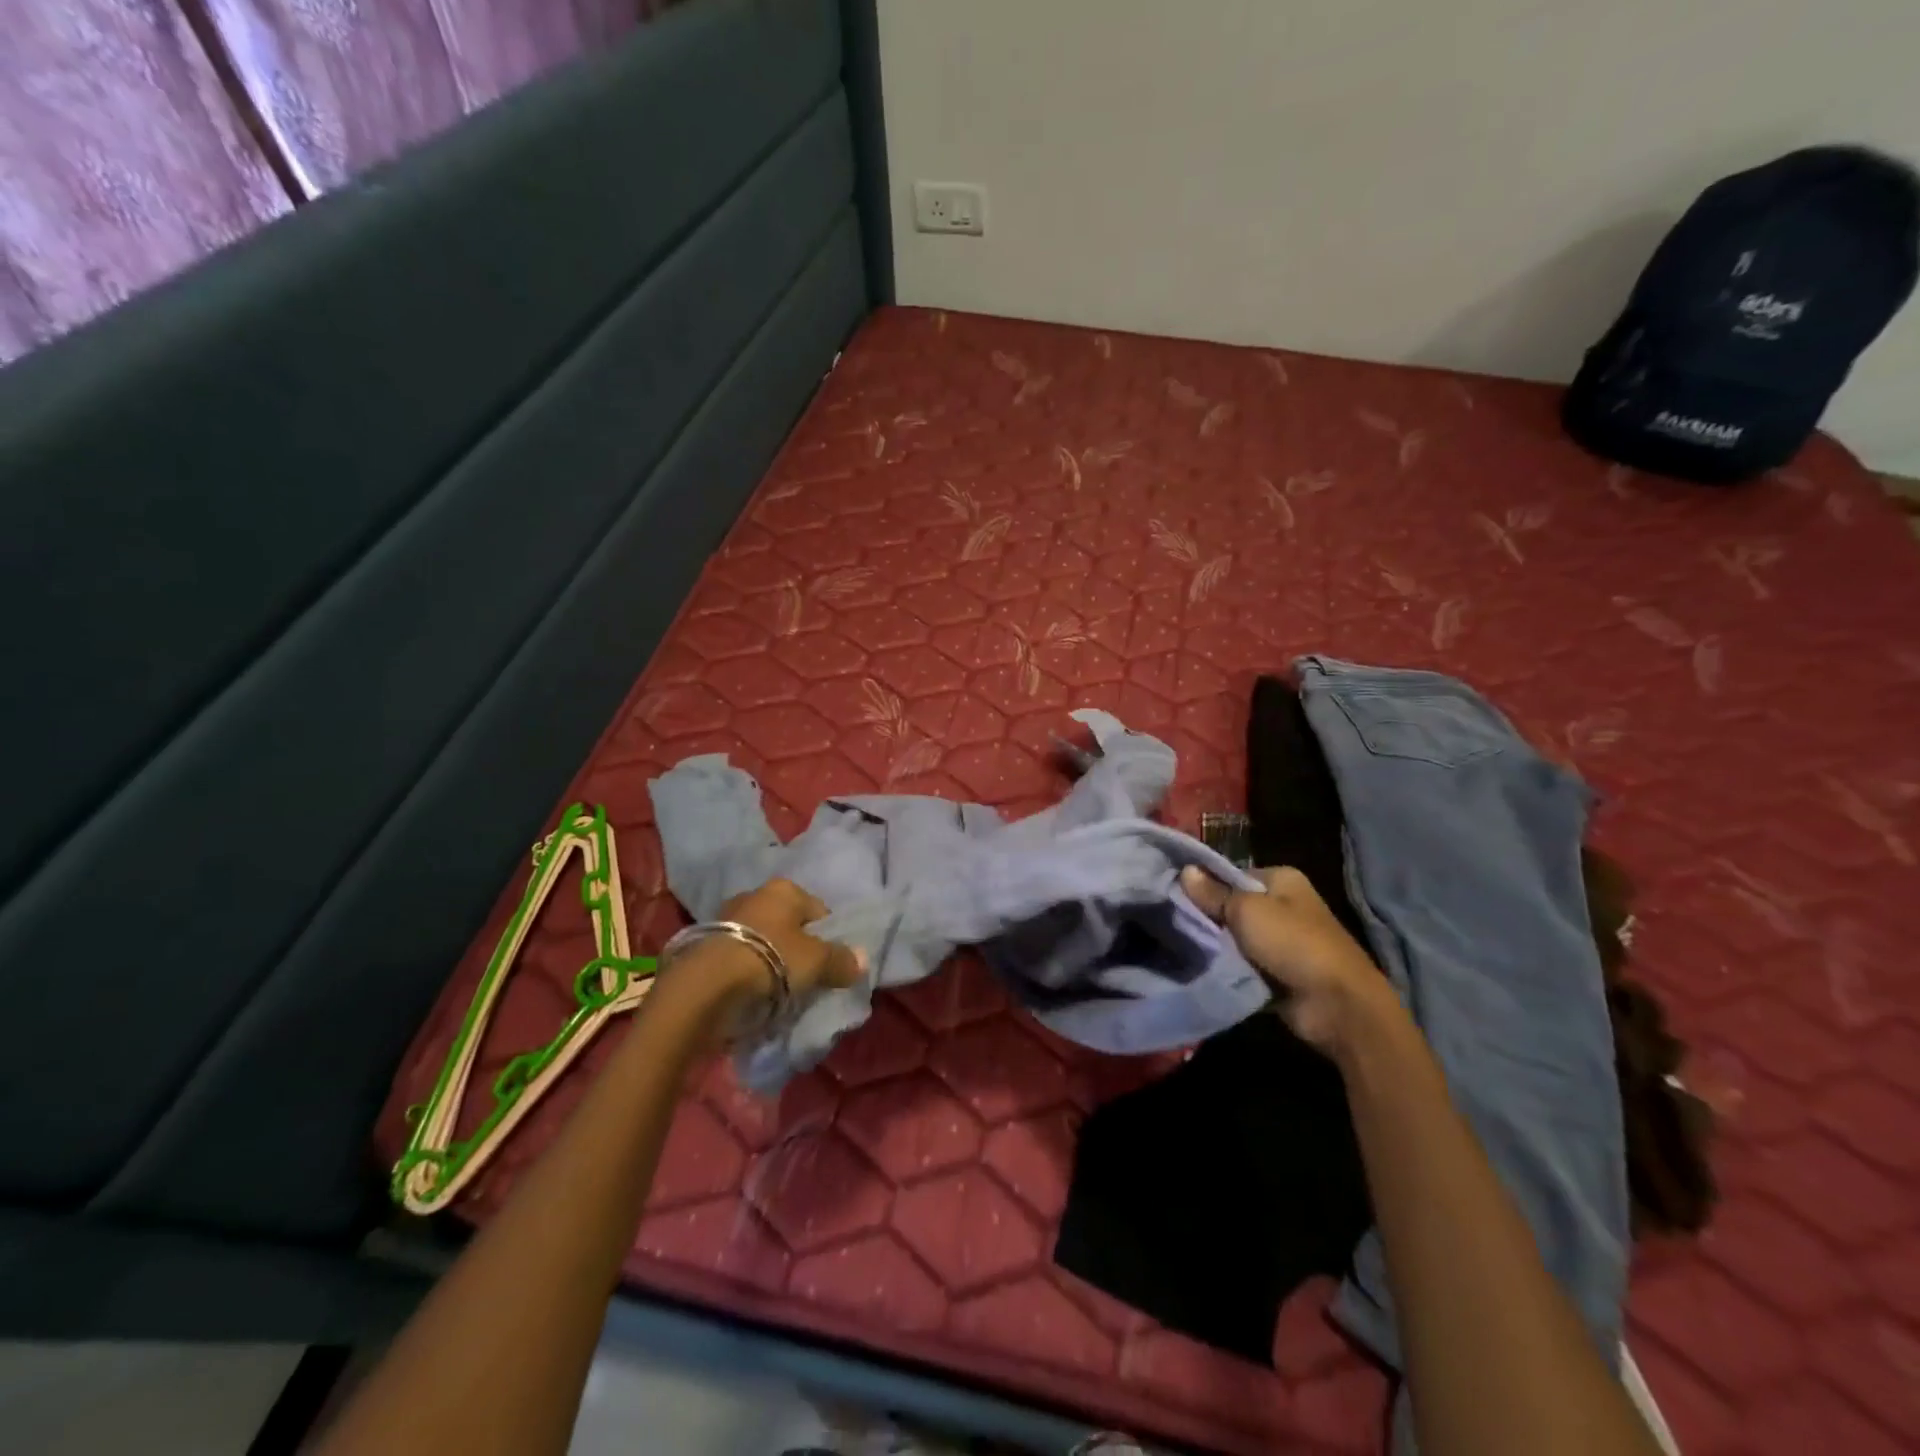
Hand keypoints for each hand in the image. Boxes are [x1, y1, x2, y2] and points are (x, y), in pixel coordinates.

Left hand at [653, 879, 866, 1042]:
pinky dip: (746, 971)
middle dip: (796, 947)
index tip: (828, 965)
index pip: (818, 910)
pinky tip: (750, 992)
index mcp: (784, 889)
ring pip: (761, 939)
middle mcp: (754, 894)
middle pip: (788, 924)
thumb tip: (863, 960)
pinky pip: (738, 956)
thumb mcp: (817, 962)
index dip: (827, 937)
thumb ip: (842, 959)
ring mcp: (726, 917)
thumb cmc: (771, 960)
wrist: (706, 984)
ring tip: (776, 990)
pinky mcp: (704, 944)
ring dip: (769, 959)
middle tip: (804, 977)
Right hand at [1180, 864, 1394, 1055]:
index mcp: (1281, 880)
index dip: (1204, 884)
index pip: (1231, 874)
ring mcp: (1281, 940)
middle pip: (1232, 905)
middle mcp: (1282, 905)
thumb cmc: (1293, 943)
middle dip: (1207, 917)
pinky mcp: (1277, 971)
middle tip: (1173, 922)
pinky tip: (1201, 966)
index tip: (1174, 895)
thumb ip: (1213, 893)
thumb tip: (1184, 871)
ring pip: (1234, 937)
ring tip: (1180, 945)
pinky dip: (1227, 967)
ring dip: (1216, 945)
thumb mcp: (1246, 910)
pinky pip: (1242, 963)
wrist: (1337, 1005)